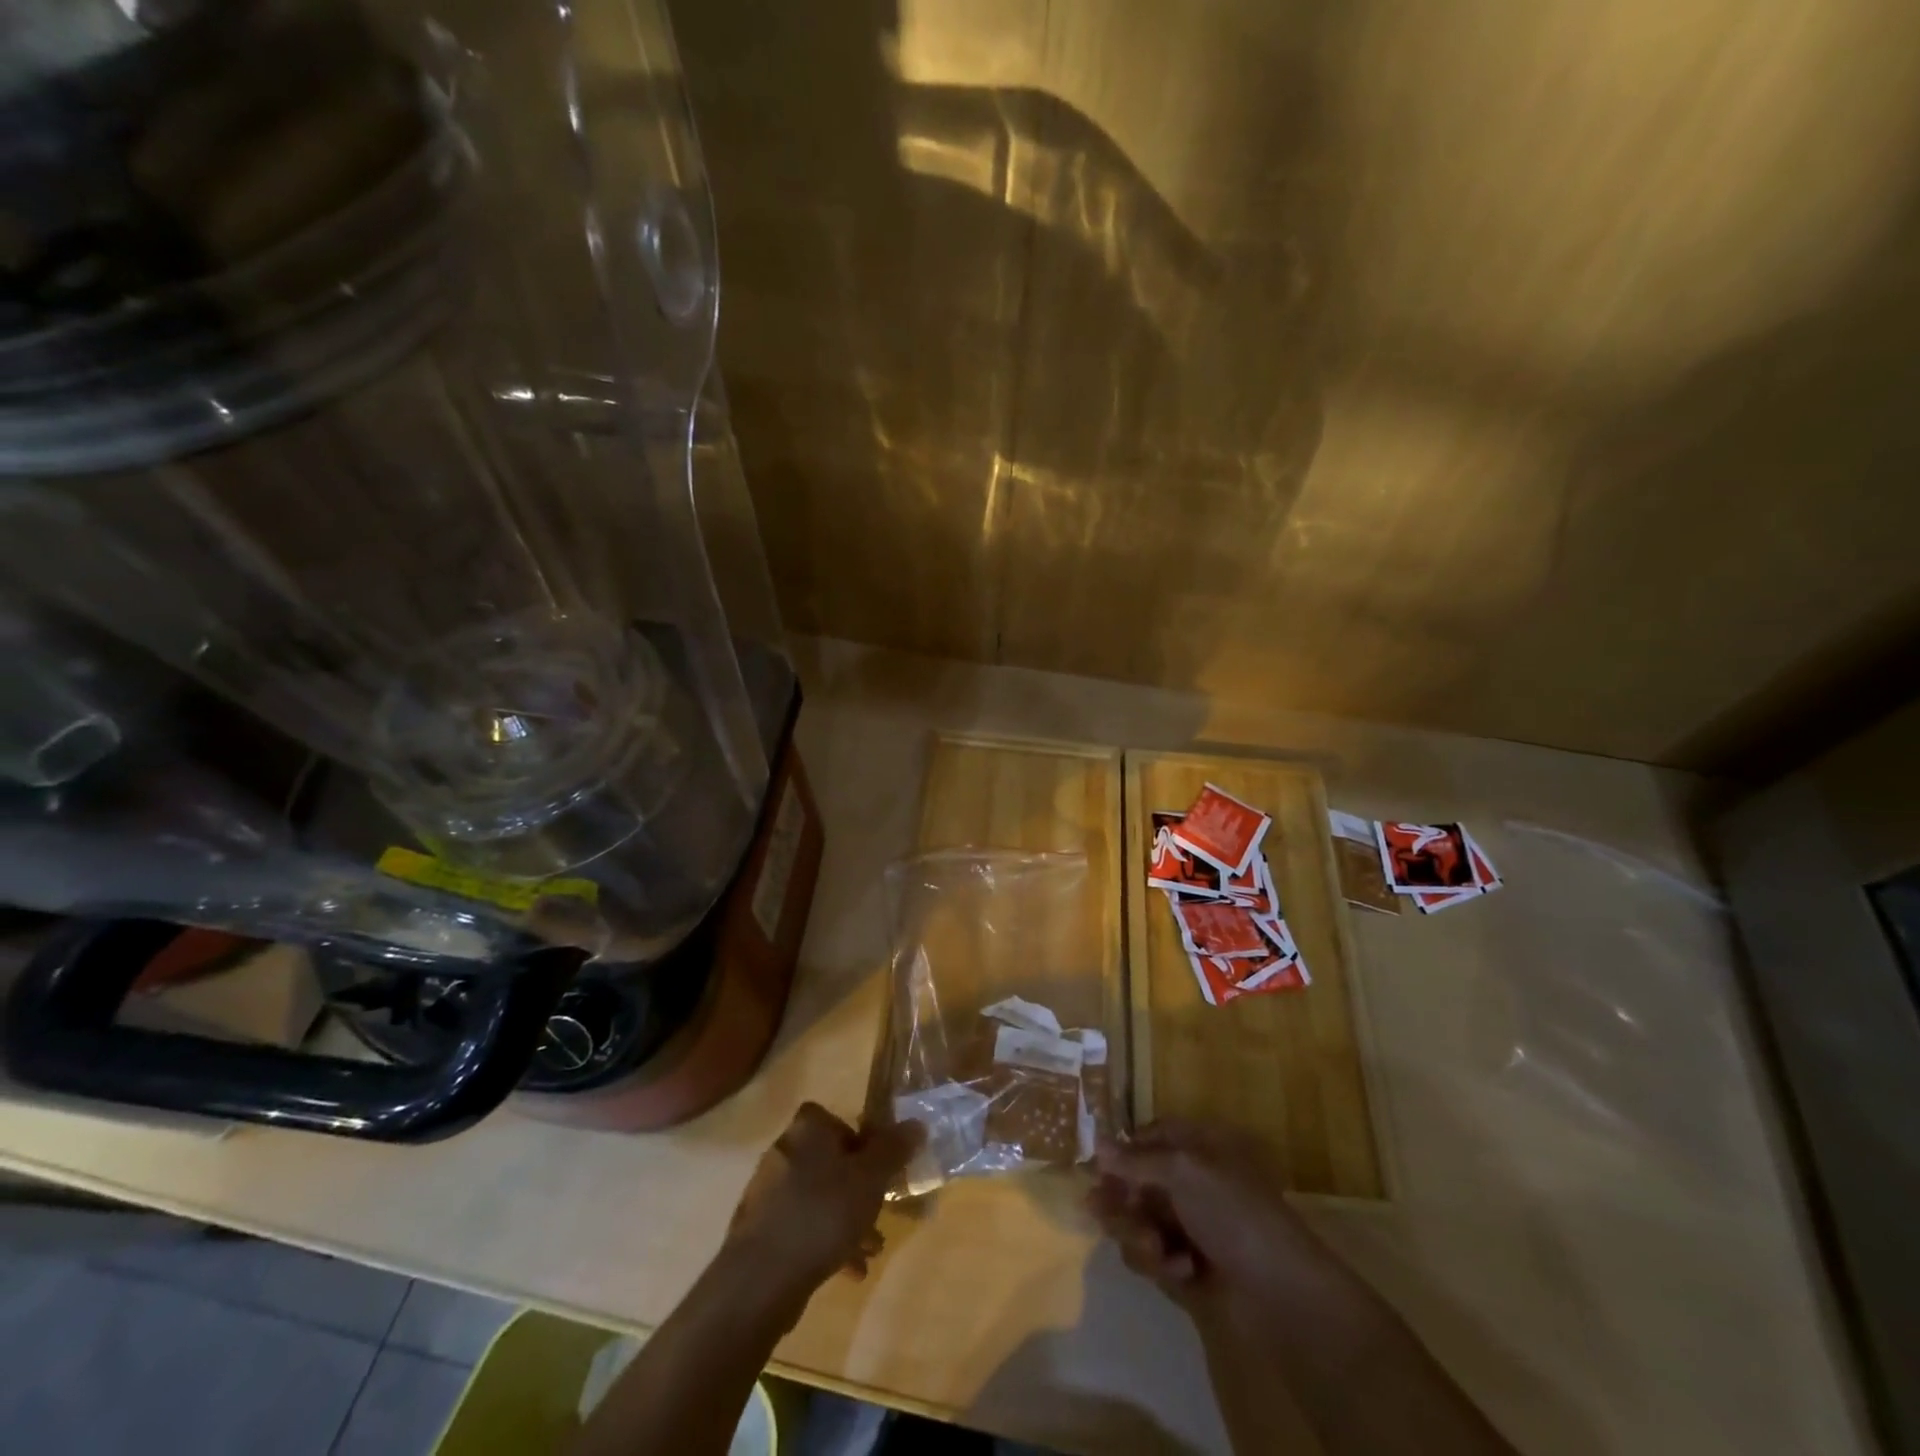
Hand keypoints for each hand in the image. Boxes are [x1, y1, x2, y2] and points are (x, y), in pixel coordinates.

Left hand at [723, 1102, 919, 1303]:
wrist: (761, 1278)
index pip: (836, 1120)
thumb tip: (916, 1123)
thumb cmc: (822, 1213)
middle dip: (858, 1189)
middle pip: (830, 1162)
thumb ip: (894, 1150)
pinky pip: (802, 1226)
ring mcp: (768, 1192)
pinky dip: (826, 1241)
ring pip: (819, 1197)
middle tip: (880, 1212)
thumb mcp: (870, 1179)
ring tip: (871, 1249)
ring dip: (846, 1219)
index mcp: (807, 1129)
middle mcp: (784, 1151)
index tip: (878, 1170)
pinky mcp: (760, 1230)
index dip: (861, 1142)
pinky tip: (849, 1270)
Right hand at [1088, 1119, 1339, 1320]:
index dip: (1123, 1151)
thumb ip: (1136, 1160)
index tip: (1098, 1169)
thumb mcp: (1183, 1172)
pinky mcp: (1189, 1269)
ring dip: (1140, 1235)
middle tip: (1101, 1212)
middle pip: (1137, 1182)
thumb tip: (1097, 1143)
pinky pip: (1155, 1258)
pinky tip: (1184, 1272)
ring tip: (1157, 1250)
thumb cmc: (1234, 1214)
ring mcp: (1191, 1227)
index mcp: (1199, 1149)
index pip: (1150, 1137)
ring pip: (1139, 1221)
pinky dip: (1163, 1264)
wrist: (1282, 1294)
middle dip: (1121, 1200)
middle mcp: (1193, 1183)